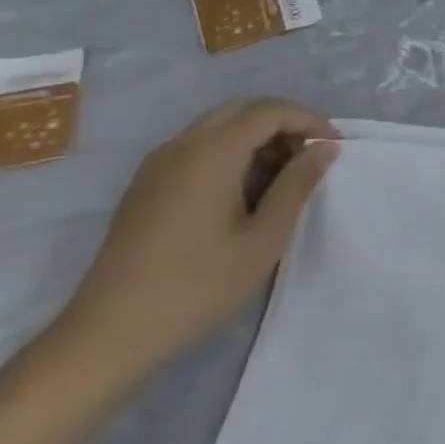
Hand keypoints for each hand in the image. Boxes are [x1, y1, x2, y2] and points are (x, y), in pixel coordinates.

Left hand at [49, 99, 337, 387]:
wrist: (110, 333)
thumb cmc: (199, 284)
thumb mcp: (265, 237)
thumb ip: (297, 184)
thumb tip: (324, 147)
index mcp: (212, 153)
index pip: (270, 110)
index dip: (309, 120)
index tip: (334, 149)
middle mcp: (181, 147)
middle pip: (242, 110)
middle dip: (283, 124)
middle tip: (310, 157)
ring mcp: (157, 166)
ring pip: (218, 127)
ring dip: (257, 138)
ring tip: (283, 178)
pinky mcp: (145, 187)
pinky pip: (197, 148)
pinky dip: (230, 153)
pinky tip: (244, 193)